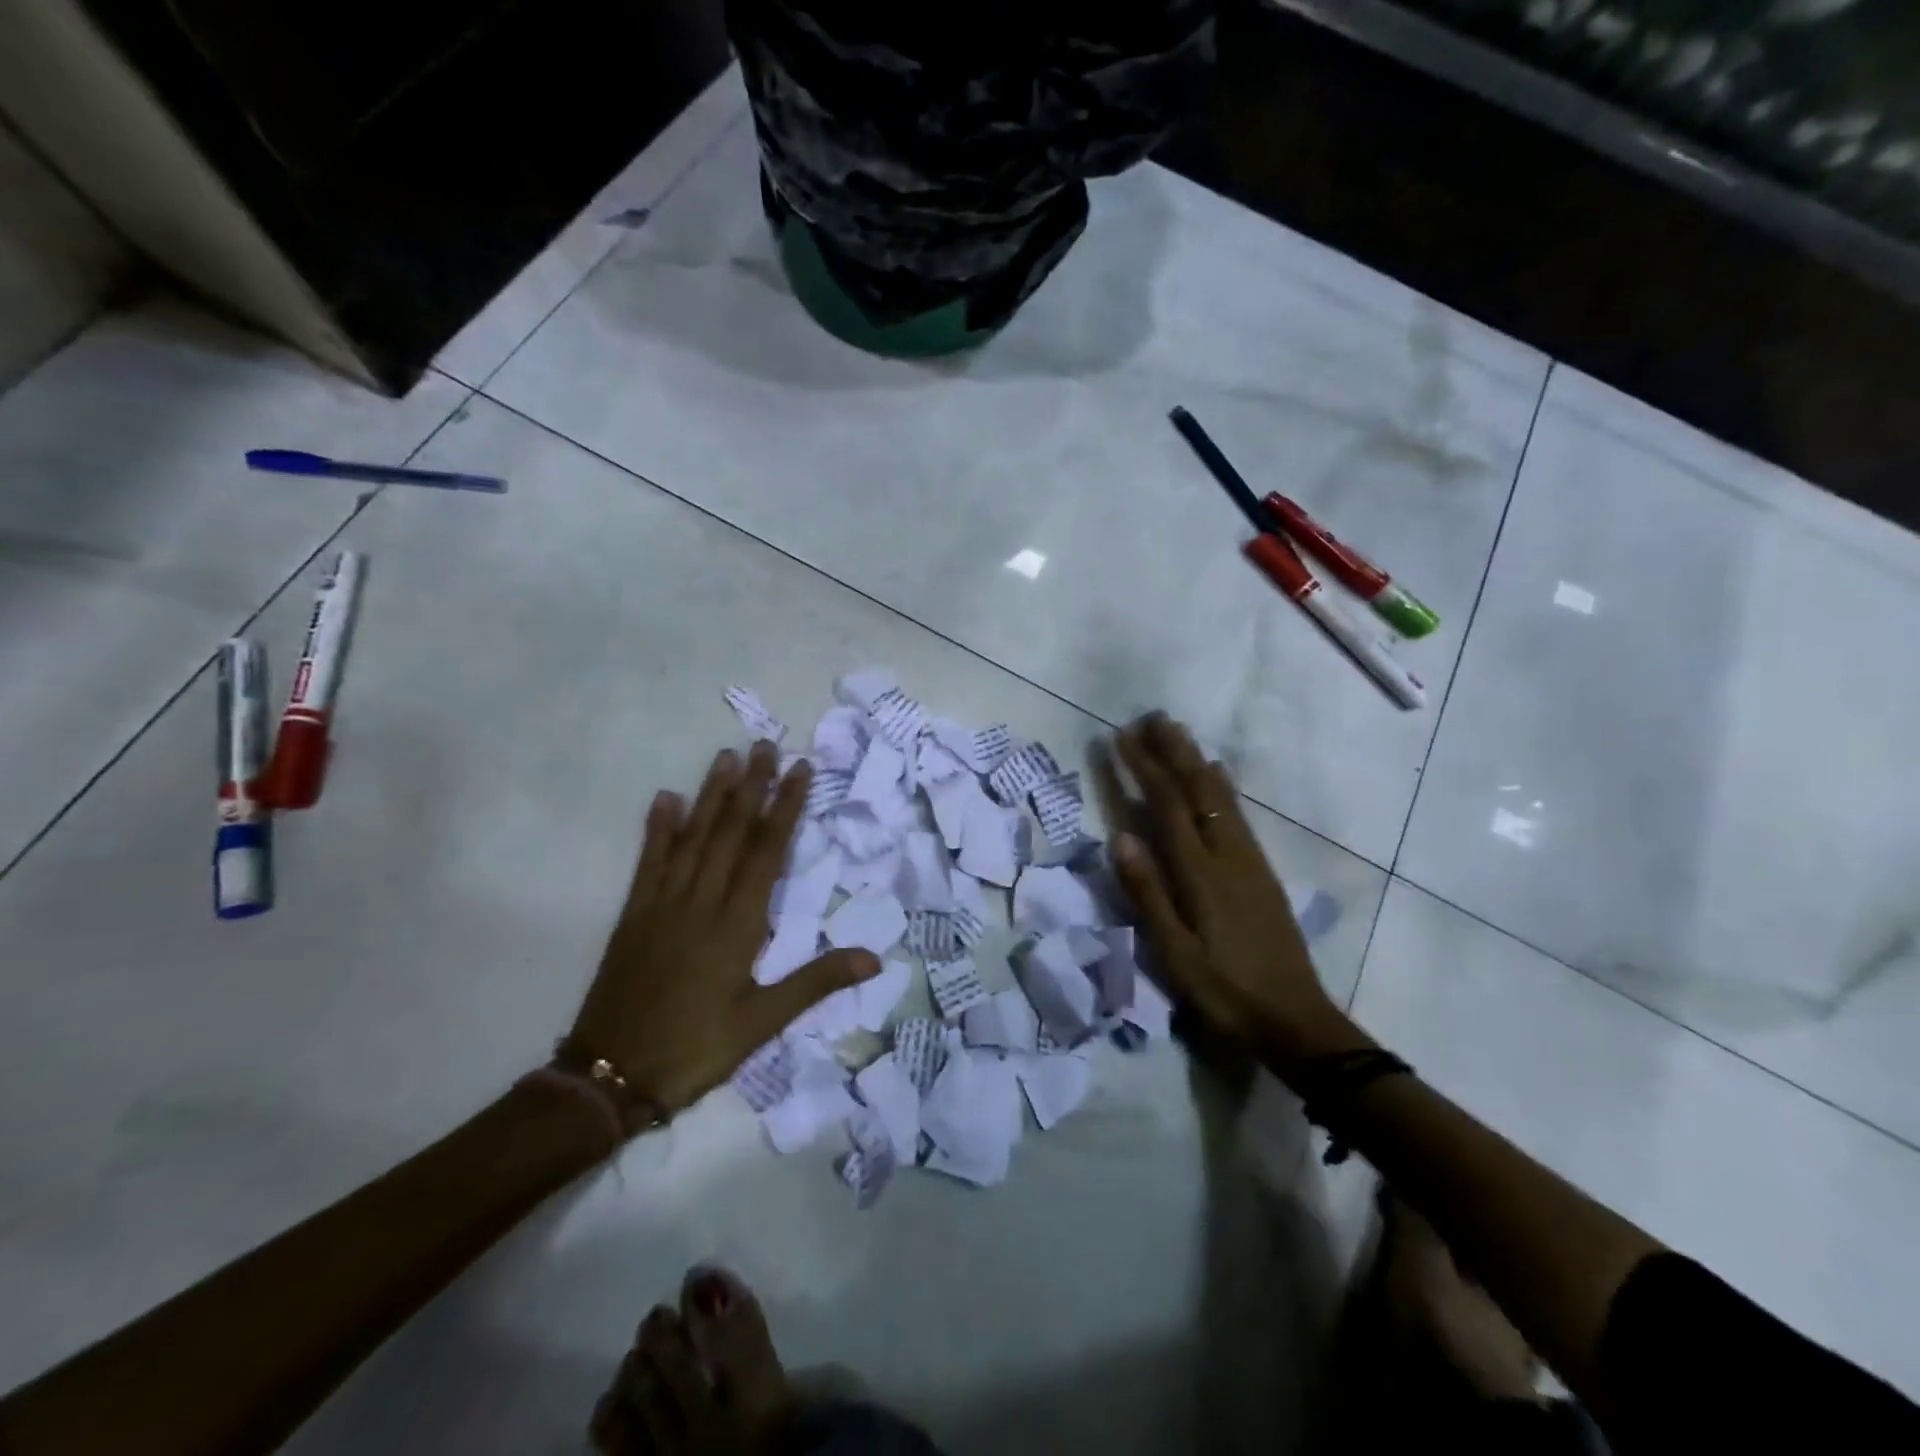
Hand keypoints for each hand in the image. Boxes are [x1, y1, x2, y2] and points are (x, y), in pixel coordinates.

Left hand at [562, 742, 878, 1120]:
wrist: (609, 1076)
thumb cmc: (695, 1049)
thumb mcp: (762, 1023)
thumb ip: (816, 982)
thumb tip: (874, 957)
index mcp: (737, 925)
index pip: (767, 852)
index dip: (785, 808)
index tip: (800, 771)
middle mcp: (701, 902)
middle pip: (730, 833)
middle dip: (752, 787)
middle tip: (766, 745)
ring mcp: (663, 904)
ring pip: (692, 838)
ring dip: (711, 795)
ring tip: (726, 757)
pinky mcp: (634, 915)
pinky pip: (649, 862)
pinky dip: (658, 829)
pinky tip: (665, 798)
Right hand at [1109, 713, 1361, 1071]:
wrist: (1295, 1020)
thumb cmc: (1225, 991)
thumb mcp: (1175, 954)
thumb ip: (1148, 894)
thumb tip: (1121, 837)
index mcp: (1200, 873)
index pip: (1167, 806)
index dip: (1143, 768)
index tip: (1121, 737)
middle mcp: (1228, 855)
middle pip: (1198, 790)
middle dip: (1173, 751)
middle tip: (1151, 717)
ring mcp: (1250, 860)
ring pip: (1221, 796)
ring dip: (1196, 759)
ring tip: (1178, 732)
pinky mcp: (1262, 871)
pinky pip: (1237, 813)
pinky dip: (1222, 785)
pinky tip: (1219, 775)